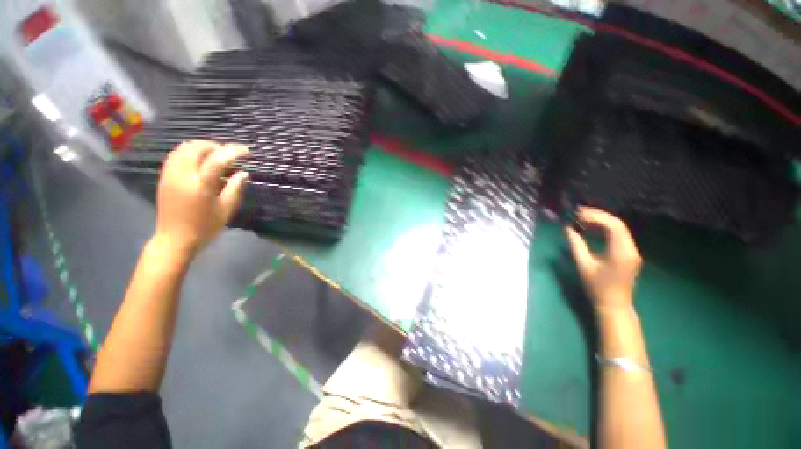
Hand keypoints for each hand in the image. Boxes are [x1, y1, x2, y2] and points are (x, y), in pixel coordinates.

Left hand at [153, 141, 248, 254]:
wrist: (174, 239)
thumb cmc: (204, 227)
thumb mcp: (226, 210)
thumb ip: (235, 189)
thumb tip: (244, 173)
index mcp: (200, 185)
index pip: (217, 159)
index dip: (234, 151)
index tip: (247, 151)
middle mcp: (182, 175)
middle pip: (197, 147)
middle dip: (216, 146)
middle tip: (230, 154)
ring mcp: (170, 175)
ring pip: (183, 148)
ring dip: (202, 147)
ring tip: (216, 155)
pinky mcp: (164, 177)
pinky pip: (175, 155)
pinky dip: (189, 152)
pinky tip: (200, 161)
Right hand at [565, 207, 641, 310]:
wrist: (614, 305)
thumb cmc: (597, 288)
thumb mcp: (583, 265)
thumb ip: (576, 244)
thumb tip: (567, 228)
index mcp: (621, 252)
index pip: (614, 226)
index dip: (596, 216)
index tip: (578, 214)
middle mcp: (631, 249)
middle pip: (618, 224)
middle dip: (598, 216)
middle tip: (578, 213)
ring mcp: (632, 251)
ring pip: (619, 229)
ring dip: (602, 221)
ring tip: (582, 218)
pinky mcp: (629, 254)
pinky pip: (619, 235)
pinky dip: (605, 228)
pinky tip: (592, 228)